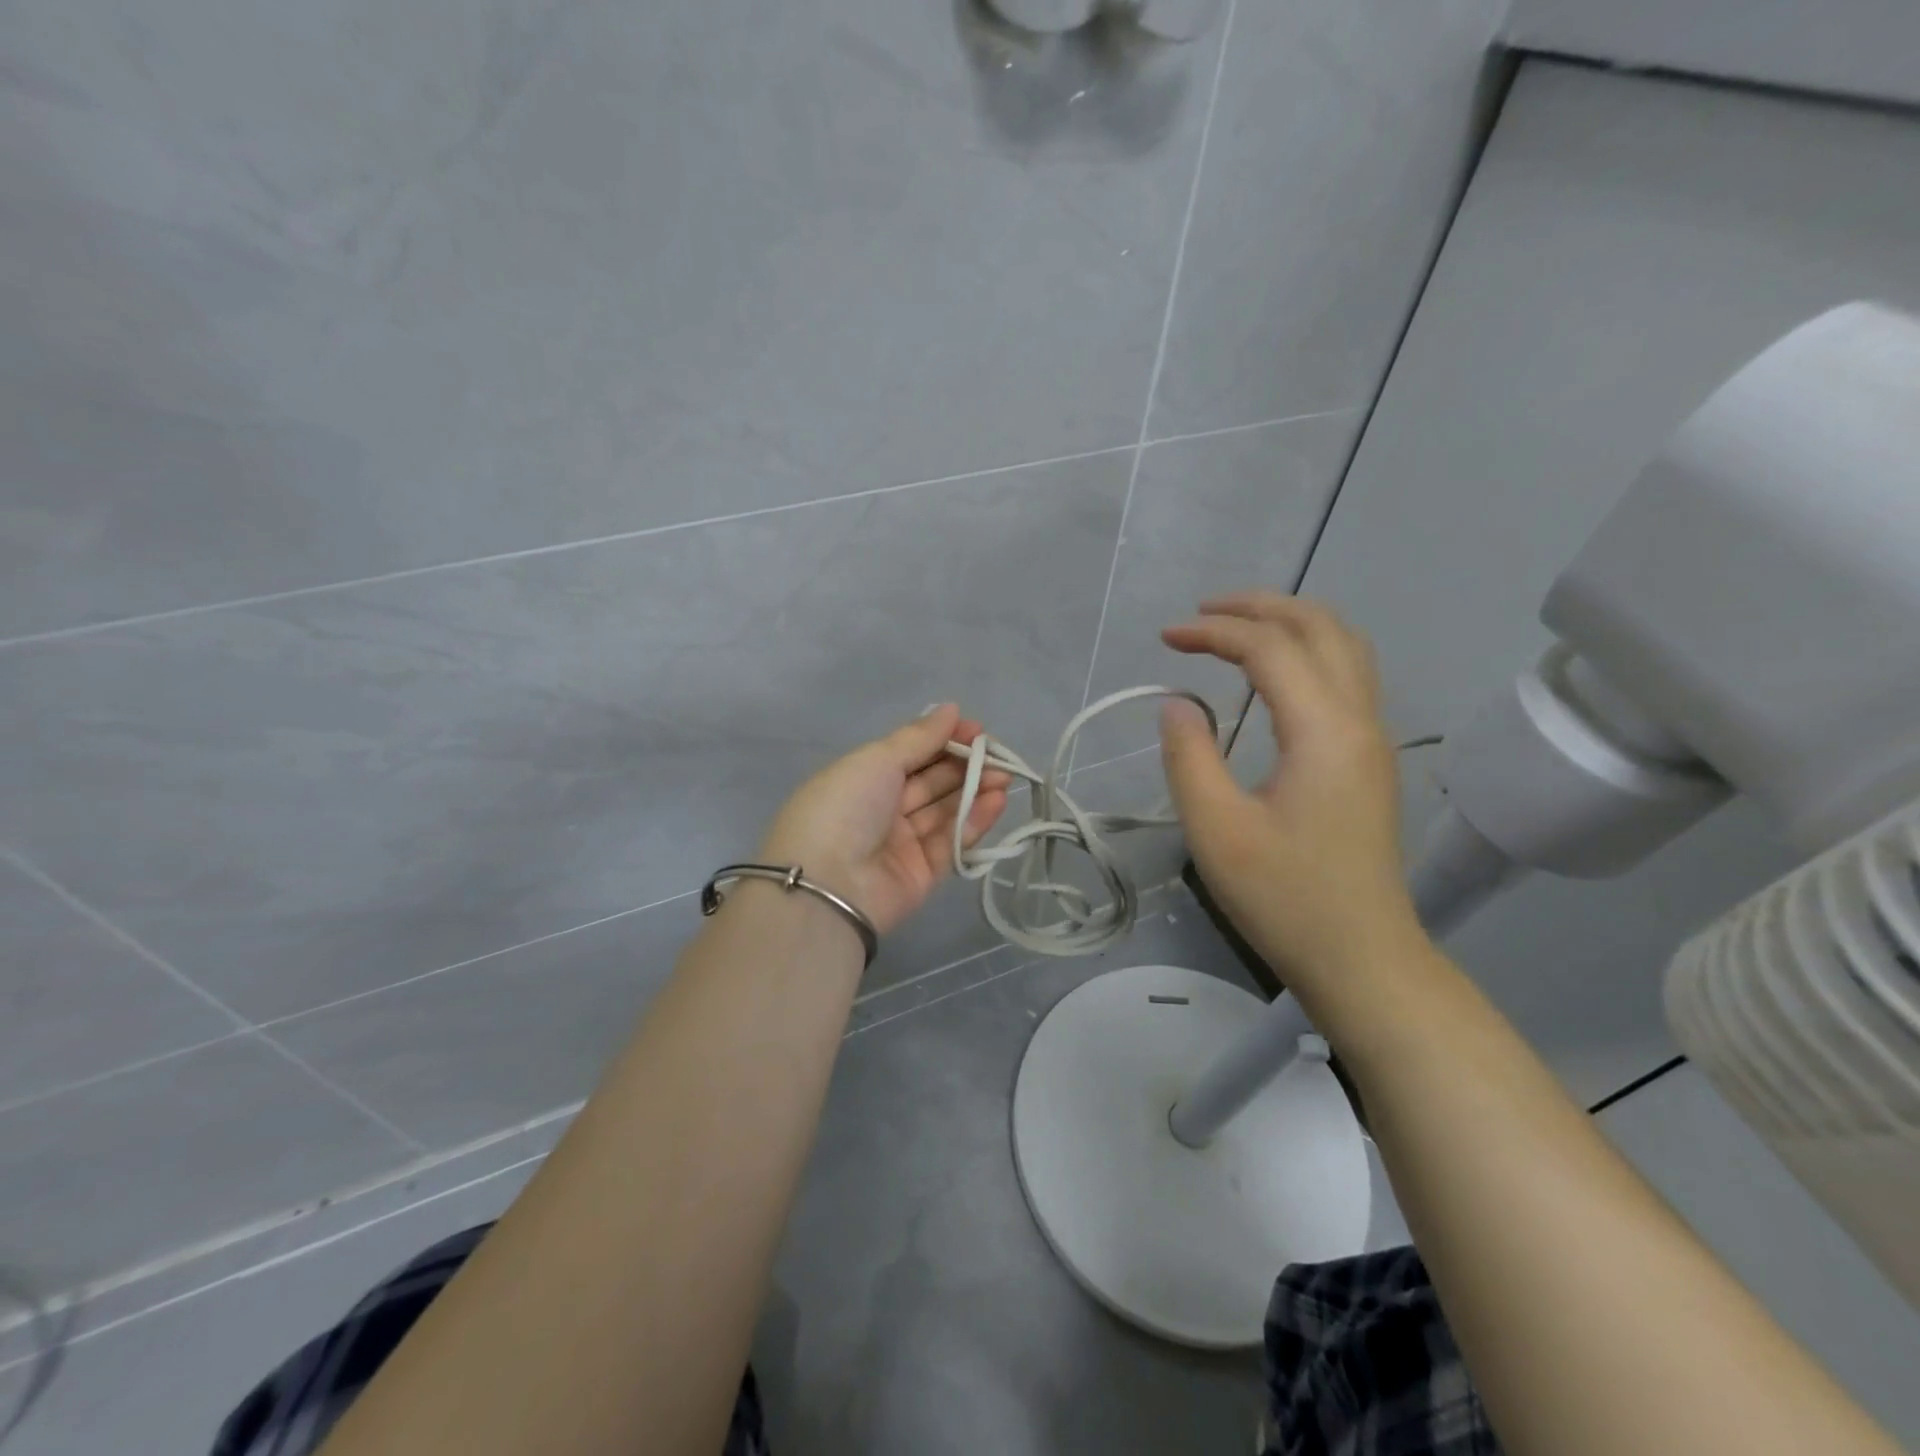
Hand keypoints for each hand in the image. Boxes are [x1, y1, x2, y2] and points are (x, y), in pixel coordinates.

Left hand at [758, 705, 1010, 935]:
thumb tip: (951, 709)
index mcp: (863, 778)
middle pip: (931, 782)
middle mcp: (882, 809)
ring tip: (1004, 776)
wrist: (827, 884)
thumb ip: (919, 737)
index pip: (911, 753)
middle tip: (999, 755)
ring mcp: (902, 843)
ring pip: (945, 812)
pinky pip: (951, 843)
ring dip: (975, 792)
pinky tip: (996, 801)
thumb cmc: (846, 806)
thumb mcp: (877, 760)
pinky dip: (974, 822)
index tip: (977, 731)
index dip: (944, 740)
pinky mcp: (923, 874)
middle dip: (965, 766)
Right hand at [1157, 592, 1424, 993]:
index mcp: (1323, 731)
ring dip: (1290, 623)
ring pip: (1344, 647)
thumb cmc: (1284, 898)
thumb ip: (1189, 757)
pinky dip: (1307, 651)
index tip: (1165, 638)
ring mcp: (1373, 739)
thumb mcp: (1216, 830)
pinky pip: (1348, 676)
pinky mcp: (1370, 760)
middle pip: (1321, 628)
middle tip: (1202, 613)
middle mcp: (1359, 720)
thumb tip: (1177, 704)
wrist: (1362, 958)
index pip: (1270, 648)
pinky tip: (1273, 674)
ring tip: (1235, 628)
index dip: (1214, 631)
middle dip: (1260, 607)